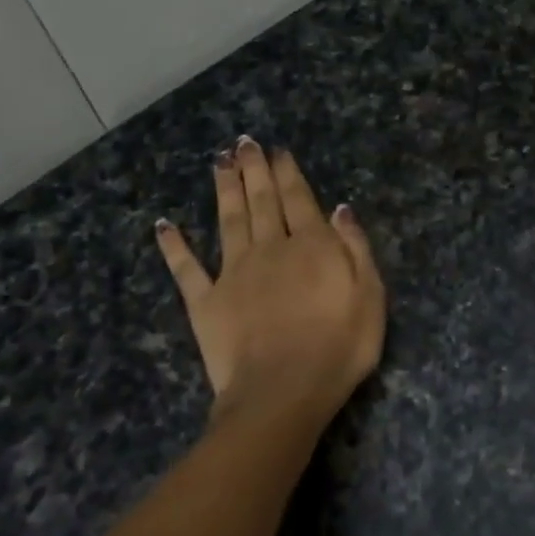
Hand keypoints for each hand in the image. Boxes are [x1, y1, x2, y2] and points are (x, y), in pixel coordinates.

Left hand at [156, 138, 385, 425]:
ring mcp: (233, 273)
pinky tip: (164, 225)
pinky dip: (174, 246)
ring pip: (226, 221)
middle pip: (260, 201)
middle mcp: (268, 249)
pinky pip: (186, 268)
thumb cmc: (339, 348)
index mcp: (310, 246)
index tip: (278, 151)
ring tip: (218, 162)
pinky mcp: (205, 302)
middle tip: (243, 143)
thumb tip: (339, 208)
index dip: (288, 173)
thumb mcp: (370, 296)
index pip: (298, 199)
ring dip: (223, 189)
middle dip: (253, 170)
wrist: (283, 392)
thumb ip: (356, 248)